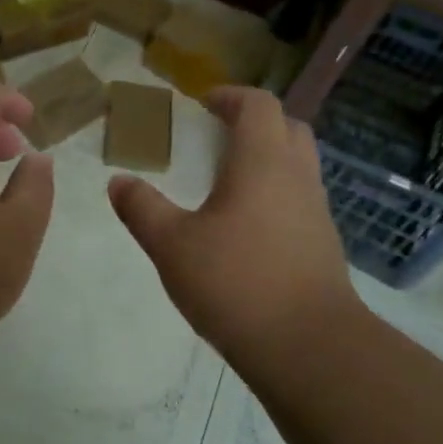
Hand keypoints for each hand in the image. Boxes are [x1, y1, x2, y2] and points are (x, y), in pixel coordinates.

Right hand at [109, 86, 362, 366]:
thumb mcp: (172, 246)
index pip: (258, 104)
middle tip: (217, 138)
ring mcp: (317, 210)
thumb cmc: (236, 283)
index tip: (202, 105)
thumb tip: (118, 182)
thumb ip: (142, 209)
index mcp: (263, 162)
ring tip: (228, 183)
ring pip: (299, 164)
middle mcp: (298, 176)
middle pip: (287, 127)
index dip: (230, 96)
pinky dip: (277, 193)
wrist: (308, 346)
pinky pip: (302, 198)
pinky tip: (248, 227)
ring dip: (269, 158)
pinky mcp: (324, 243)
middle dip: (254, 122)